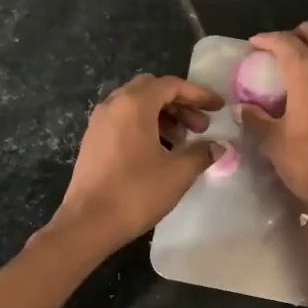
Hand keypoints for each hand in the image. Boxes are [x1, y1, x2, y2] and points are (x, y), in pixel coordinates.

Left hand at [52, 74, 224, 251]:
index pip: (171, 85)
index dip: (198, 94)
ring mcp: (99, 123)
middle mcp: (113, 105)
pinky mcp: (92, 141)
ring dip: (163, 116)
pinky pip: (123, 121)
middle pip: (151, 90)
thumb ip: (201, 153)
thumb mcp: (178, 173)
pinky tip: (159, 152)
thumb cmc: (136, 193)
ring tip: (182, 141)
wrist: (88, 222)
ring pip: (135, 106)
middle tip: (200, 126)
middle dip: (179, 103)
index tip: (218, 108)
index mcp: (134, 105)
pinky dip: (144, 127)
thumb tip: (218, 146)